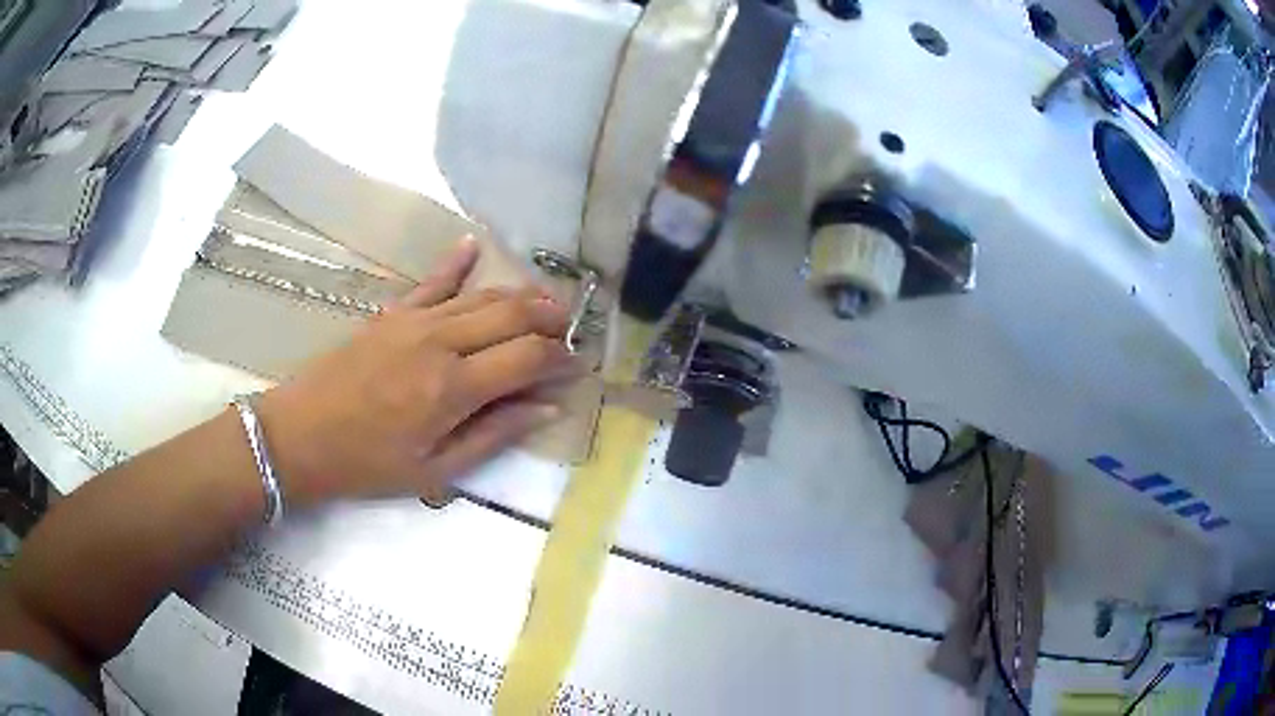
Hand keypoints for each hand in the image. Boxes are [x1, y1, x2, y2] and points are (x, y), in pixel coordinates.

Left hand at [257, 238, 579, 504]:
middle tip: (574, 330)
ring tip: (549, 301)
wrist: (298, 436)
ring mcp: (414, 321)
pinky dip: (455, 262)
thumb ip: (493, 436)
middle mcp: (440, 342)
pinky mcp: (391, 314)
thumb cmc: (366, 464)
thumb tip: (546, 409)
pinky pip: (431, 281)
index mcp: (452, 388)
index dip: (561, 359)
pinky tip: (474, 244)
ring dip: (520, 294)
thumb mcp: (434, 471)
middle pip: (512, 314)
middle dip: (551, 319)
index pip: (527, 357)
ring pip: (481, 295)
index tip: (579, 366)